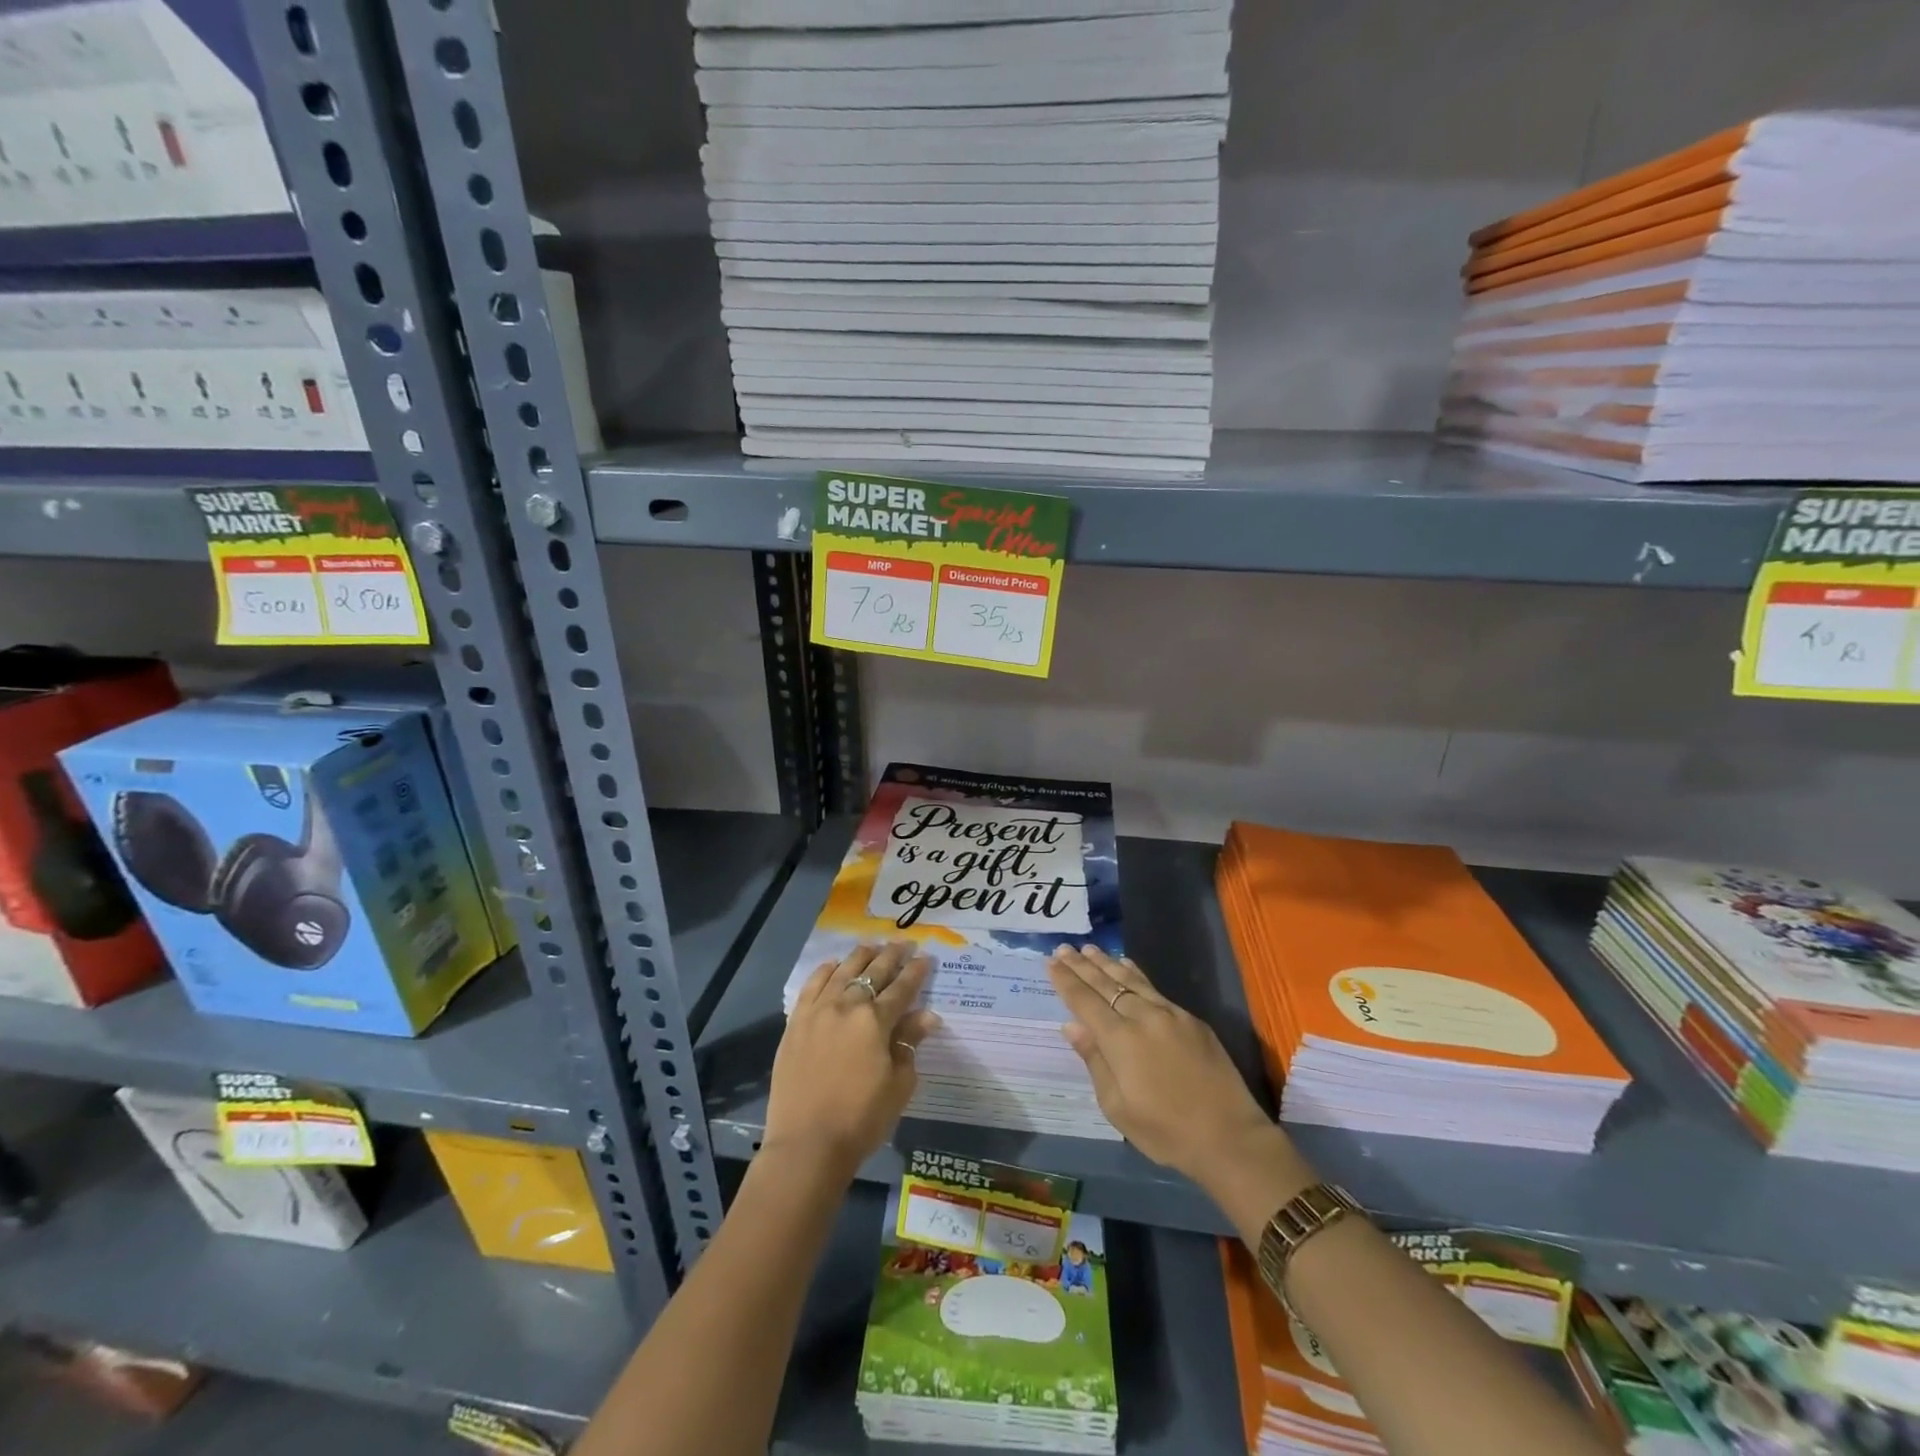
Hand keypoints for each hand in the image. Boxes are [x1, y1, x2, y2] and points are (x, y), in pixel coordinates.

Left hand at [764, 943, 940, 1178]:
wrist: (807, 1145)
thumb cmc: (861, 1119)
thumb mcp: (898, 1085)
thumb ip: (910, 1044)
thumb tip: (927, 1016)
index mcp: (875, 1021)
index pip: (902, 988)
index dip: (916, 972)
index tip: (926, 957)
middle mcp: (846, 1006)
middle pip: (873, 972)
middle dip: (892, 955)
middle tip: (904, 943)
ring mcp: (817, 1012)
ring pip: (842, 971)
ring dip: (860, 956)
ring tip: (872, 946)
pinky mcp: (796, 1023)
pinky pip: (812, 986)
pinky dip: (825, 971)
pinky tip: (833, 964)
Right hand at [1048, 945, 1308, 1208]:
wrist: (1229, 1137)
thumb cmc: (1166, 1131)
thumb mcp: (1117, 1107)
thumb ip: (1094, 1061)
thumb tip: (1072, 1026)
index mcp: (1120, 1040)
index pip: (1085, 1001)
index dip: (1066, 981)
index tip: (1050, 962)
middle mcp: (1143, 1017)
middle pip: (1106, 984)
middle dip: (1082, 965)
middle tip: (1064, 948)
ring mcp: (1170, 1014)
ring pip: (1131, 979)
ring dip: (1107, 963)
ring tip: (1090, 949)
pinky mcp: (1191, 1019)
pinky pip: (1154, 988)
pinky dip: (1135, 974)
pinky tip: (1127, 965)